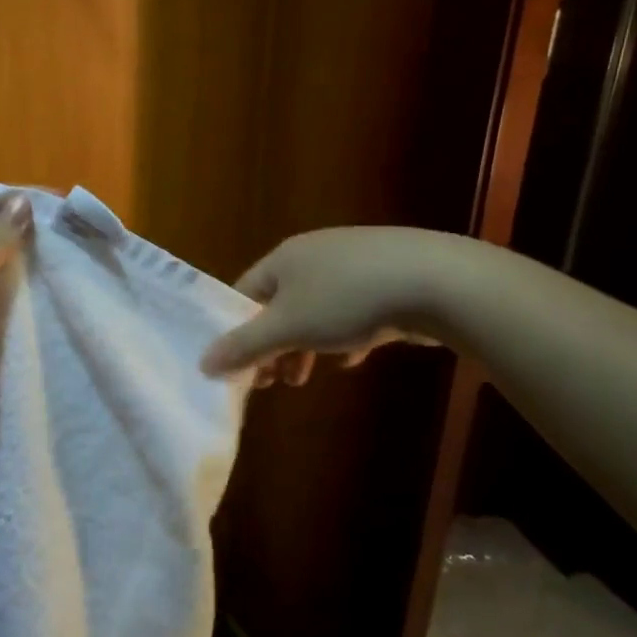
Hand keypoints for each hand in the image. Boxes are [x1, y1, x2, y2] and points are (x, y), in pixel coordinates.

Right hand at [201, 226, 447, 385]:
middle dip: (274, 346)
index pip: (244, 294)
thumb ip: (244, 346)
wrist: (435, 281)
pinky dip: (345, 336)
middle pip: (280, 304)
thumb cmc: (347, 300)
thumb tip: (202, 363)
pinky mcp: (387, 279)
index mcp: (284, 258)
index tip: (241, 370)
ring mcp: (354, 263)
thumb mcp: (287, 327)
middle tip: (275, 382)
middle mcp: (314, 254)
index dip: (237, 332)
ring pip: (317, 310)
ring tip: (308, 377)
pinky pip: (353, 310)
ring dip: (307, 346)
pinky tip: (354, 357)